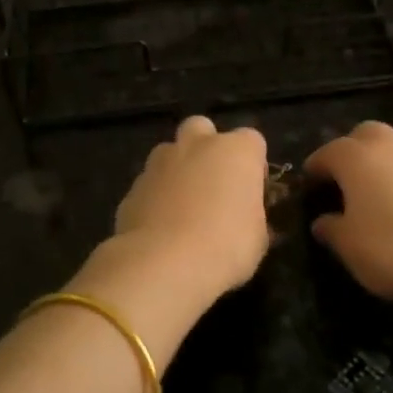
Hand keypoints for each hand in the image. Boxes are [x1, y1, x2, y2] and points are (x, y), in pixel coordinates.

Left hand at [82, 116, 269, 359]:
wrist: (163, 263)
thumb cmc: (226, 246)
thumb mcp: (258, 238)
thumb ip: (254, 217)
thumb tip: (248, 219)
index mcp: (236, 151)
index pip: (252, 141)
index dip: (253, 166)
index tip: (251, 193)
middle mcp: (197, 145)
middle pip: (203, 129)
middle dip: (208, 148)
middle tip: (213, 184)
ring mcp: (159, 162)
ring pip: (170, 152)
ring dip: (178, 170)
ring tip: (184, 207)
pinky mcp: (133, 186)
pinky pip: (150, 183)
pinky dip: (156, 196)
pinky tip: (161, 226)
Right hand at [303, 121, 392, 322]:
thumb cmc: (390, 251)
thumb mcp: (348, 246)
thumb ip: (332, 228)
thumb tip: (323, 222)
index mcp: (358, 159)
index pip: (329, 152)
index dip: (317, 165)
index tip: (311, 178)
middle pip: (368, 133)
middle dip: (355, 147)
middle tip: (349, 172)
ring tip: (391, 175)